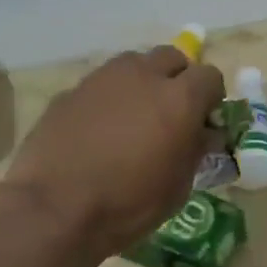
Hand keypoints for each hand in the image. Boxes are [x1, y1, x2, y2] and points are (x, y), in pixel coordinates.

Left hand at [2, 46, 225, 261]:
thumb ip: (195, 150)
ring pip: (133, 64)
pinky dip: (109, 99)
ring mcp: (103, 79)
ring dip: (142, 82)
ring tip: (135, 117)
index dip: (211, 98)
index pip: (210, 76)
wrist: (55, 208)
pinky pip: (101, 84)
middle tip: (172, 113)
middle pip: (172, 58)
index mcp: (180, 99)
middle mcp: (143, 76)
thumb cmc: (129, 204)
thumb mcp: (178, 186)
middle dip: (178, 79)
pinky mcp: (71, 91)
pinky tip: (99, 130)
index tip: (204, 122)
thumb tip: (203, 133)